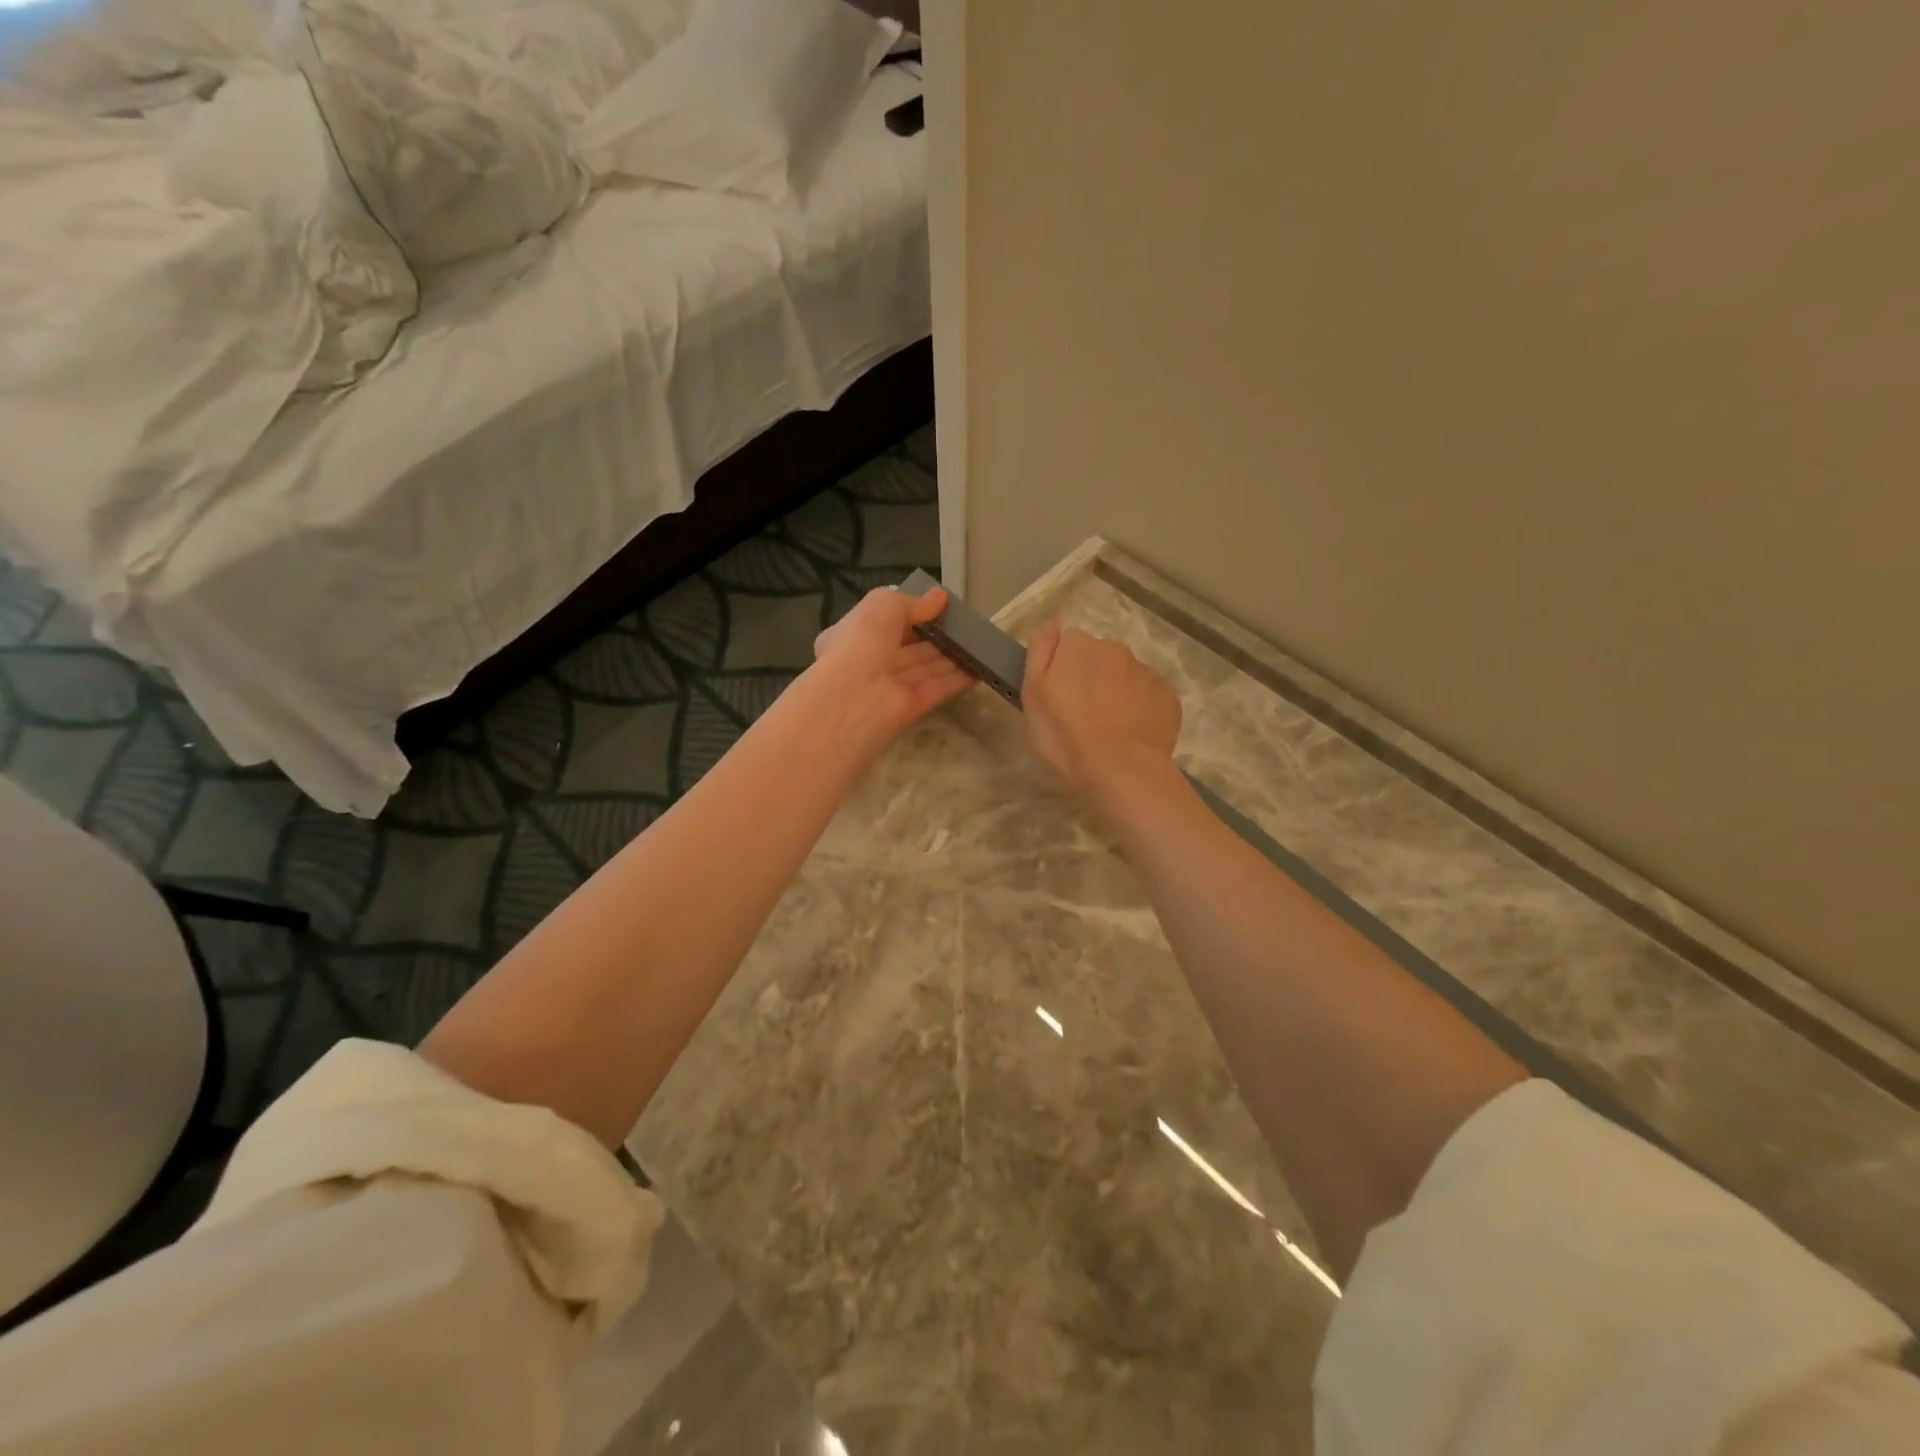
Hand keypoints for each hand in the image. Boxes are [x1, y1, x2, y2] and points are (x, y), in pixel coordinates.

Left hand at [810, 585, 976, 745]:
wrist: (852, 700)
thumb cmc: (862, 643)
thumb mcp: (884, 606)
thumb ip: (914, 603)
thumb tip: (940, 597)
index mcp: (854, 634)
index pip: (884, 622)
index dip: (910, 613)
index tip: (939, 607)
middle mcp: (871, 660)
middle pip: (909, 647)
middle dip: (935, 636)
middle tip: (966, 625)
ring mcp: (891, 686)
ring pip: (925, 667)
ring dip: (951, 656)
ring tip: (980, 643)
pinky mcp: (911, 707)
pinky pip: (937, 688)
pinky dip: (958, 678)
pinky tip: (979, 667)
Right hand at [1022, 621, 1181, 797]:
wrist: (1120, 771)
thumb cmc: (1065, 735)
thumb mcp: (1033, 693)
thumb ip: (1040, 650)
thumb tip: (1052, 621)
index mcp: (1079, 646)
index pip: (1066, 644)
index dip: (1060, 670)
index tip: (1057, 697)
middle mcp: (1115, 649)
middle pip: (1098, 658)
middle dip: (1090, 678)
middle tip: (1080, 717)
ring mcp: (1145, 673)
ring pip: (1124, 677)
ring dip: (1116, 694)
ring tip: (1107, 730)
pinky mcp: (1168, 698)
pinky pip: (1148, 697)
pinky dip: (1139, 710)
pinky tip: (1131, 736)